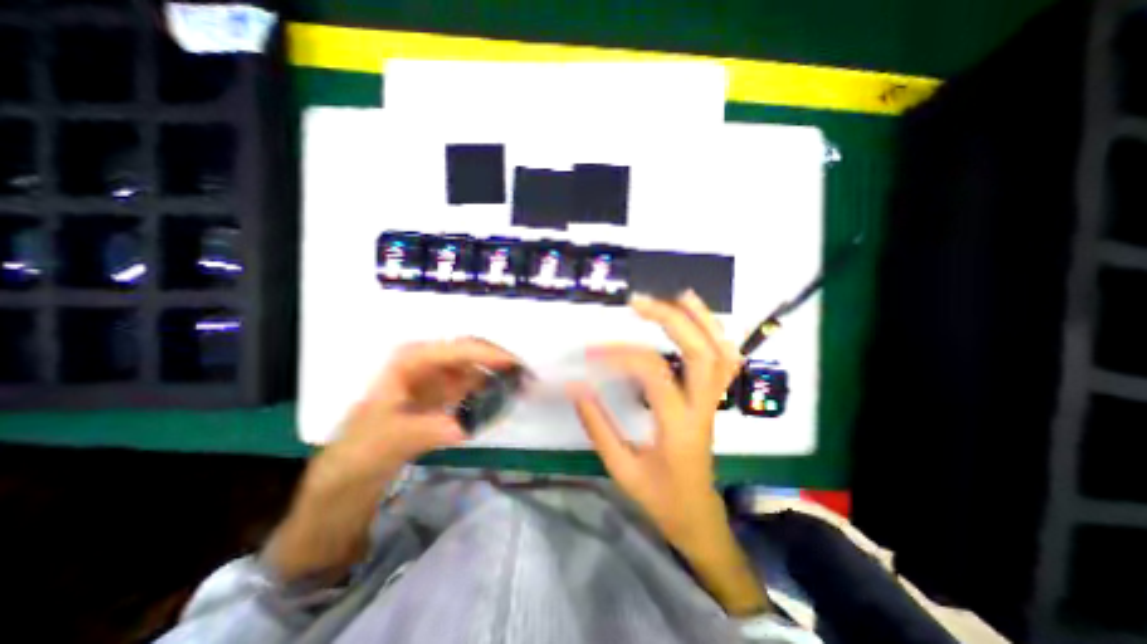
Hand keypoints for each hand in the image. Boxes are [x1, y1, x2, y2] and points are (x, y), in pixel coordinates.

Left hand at [268, 339, 517, 581]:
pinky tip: (505, 400)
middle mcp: (429, 361)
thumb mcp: (388, 441)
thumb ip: (425, 430)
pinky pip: (476, 385)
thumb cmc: (362, 449)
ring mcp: (439, 376)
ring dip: (501, 375)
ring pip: (479, 367)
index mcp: (412, 360)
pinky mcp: (446, 393)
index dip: (488, 354)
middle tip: (527, 377)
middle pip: (473, 352)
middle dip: (500, 361)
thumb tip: (463, 427)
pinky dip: (492, 390)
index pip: (457, 348)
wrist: (354, 472)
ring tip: (524, 388)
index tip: (515, 366)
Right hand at [569, 292, 764, 612]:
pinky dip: (716, 334)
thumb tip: (576, 387)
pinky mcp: (713, 399)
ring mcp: (713, 401)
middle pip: (701, 352)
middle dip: (671, 320)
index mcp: (679, 426)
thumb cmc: (659, 497)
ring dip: (701, 320)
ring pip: (721, 352)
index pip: (654, 374)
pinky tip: (700, 318)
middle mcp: (702, 407)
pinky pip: (725, 361)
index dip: (621, 355)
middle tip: (639, 302)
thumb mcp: (622, 469)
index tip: (592, 352)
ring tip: (679, 296)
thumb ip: (598, 426)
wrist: (697, 516)